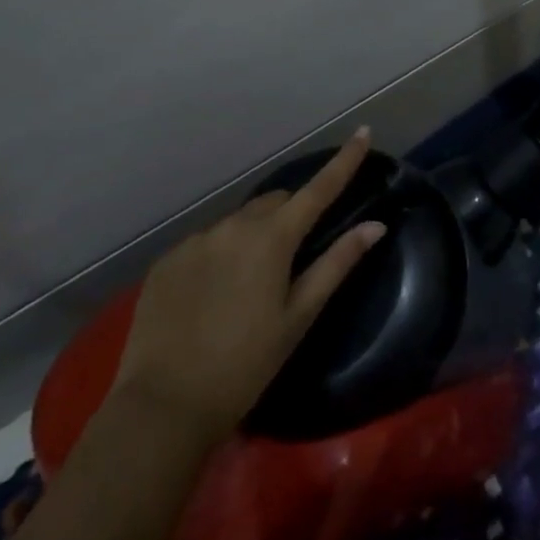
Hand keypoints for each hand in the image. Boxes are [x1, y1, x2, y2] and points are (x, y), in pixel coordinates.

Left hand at [111, 129, 385, 444]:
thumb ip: (337, 264)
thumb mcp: (298, 317)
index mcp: (272, 238)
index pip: (319, 188)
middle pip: (275, 203)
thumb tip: (376, 226)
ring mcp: (196, 240)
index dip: (345, 161)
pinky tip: (211, 297)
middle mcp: (234, 225)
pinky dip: (219, 256)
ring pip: (238, 222)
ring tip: (246, 286)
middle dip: (290, 216)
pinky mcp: (167, 259)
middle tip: (293, 257)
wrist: (163, 407)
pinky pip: (205, 243)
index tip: (363, 133)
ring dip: (252, 237)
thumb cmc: (245, 365)